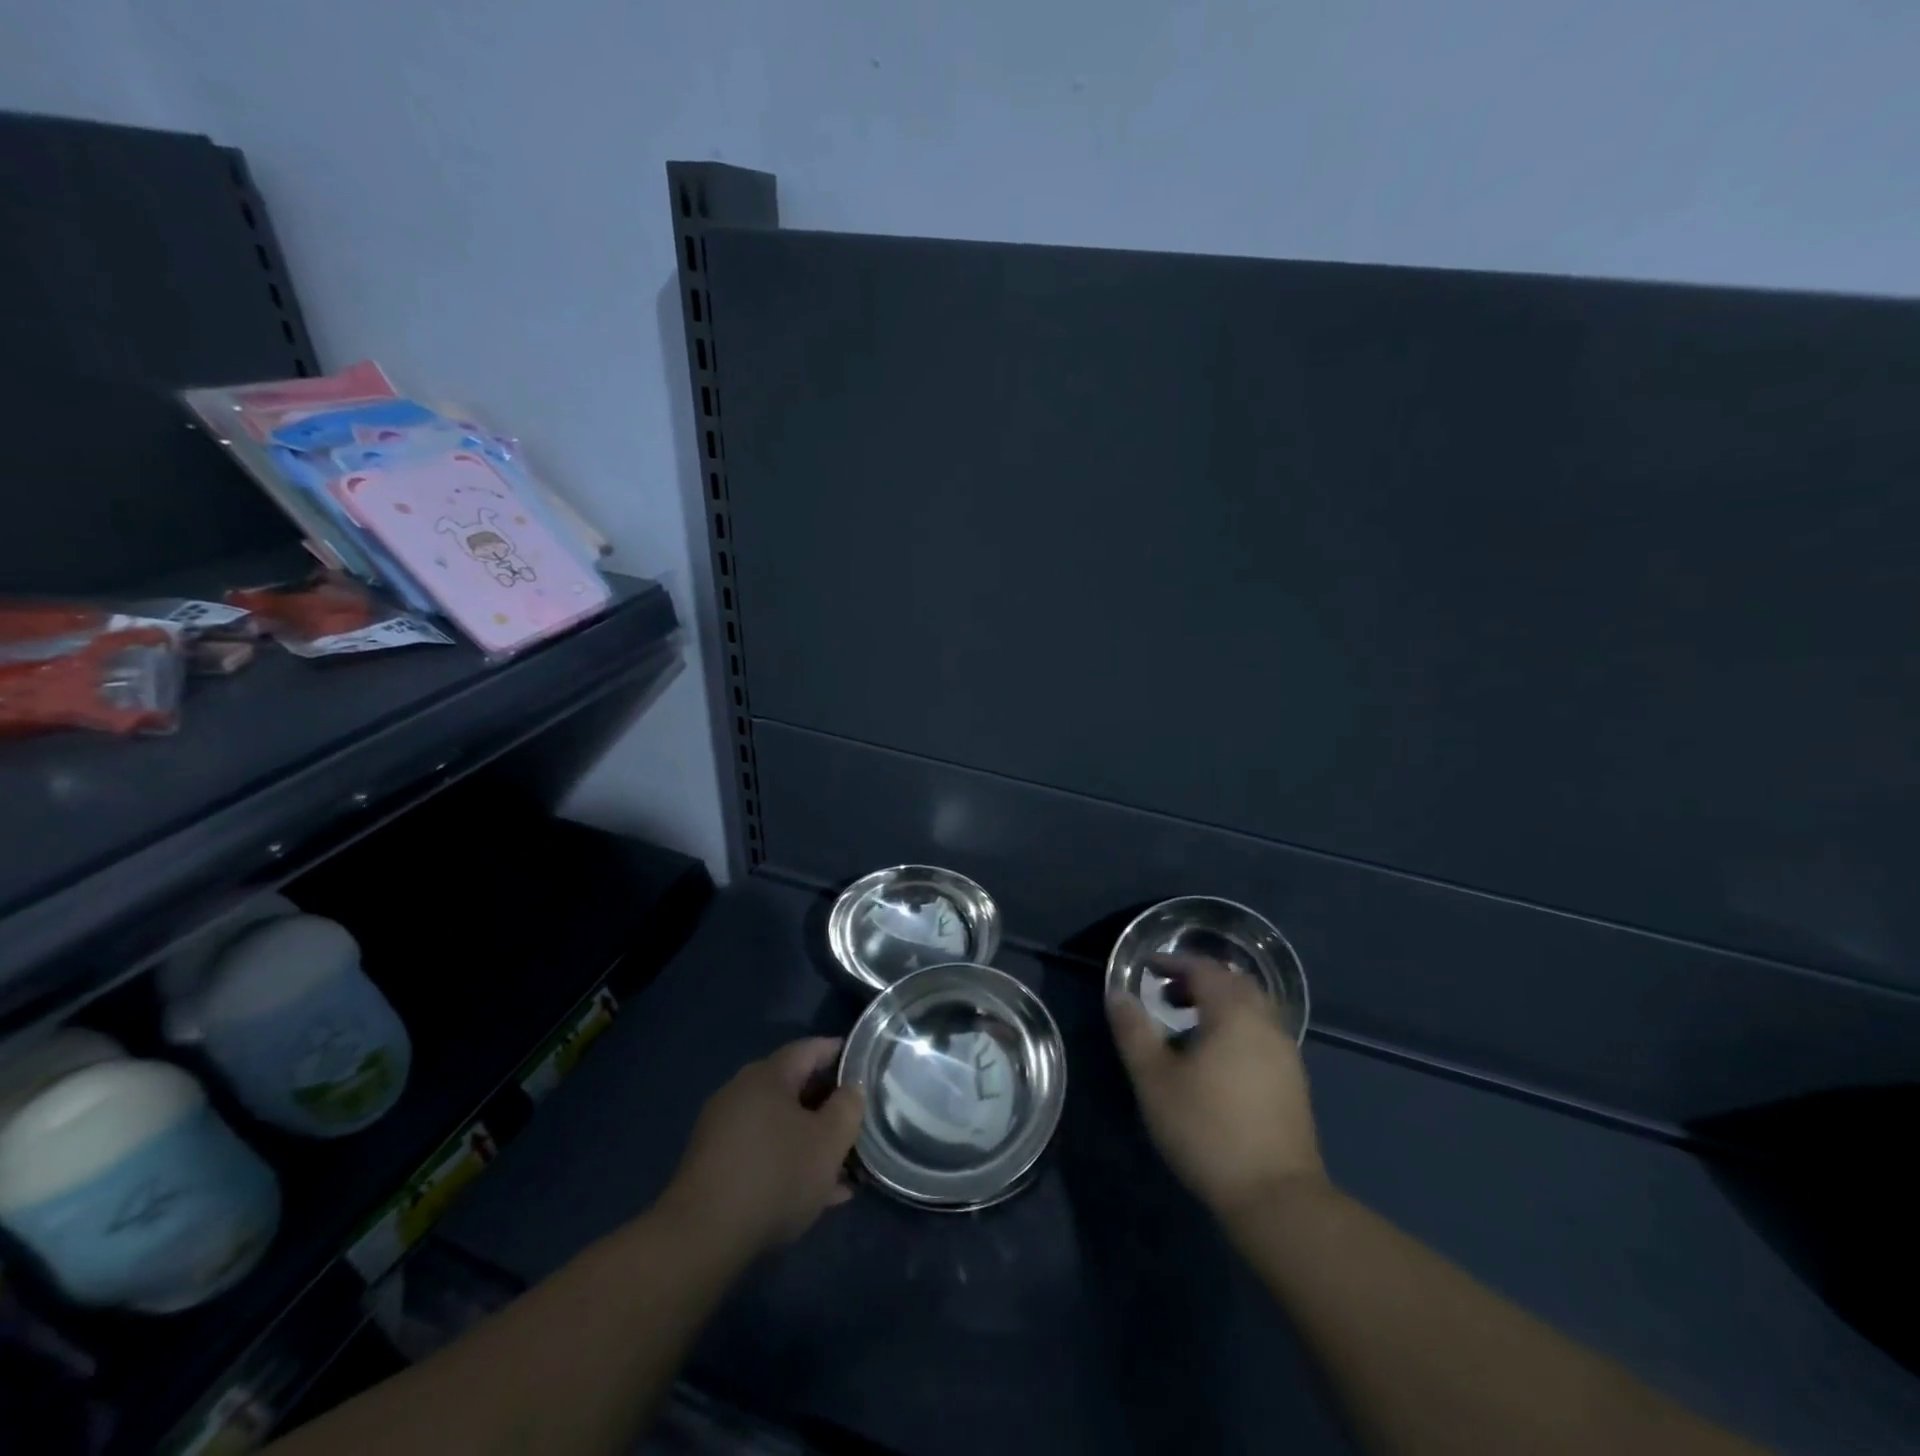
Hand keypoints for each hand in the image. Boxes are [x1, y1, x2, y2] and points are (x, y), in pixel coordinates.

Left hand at [662, 1038, 865, 1255]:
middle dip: (829, 1106)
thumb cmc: (775, 1175)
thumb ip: (848, 1107)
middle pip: (795, 1087)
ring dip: (811, 1141)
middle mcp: (742, 1092)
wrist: (701, 1238)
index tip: (866, 1067)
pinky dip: (789, 1163)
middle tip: (858, 1123)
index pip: (811, 1048)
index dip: (842, 1054)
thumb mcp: (829, 1142)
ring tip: (844, 1168)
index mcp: (768, 1075)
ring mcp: (724, 1129)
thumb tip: (852, 1088)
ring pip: (780, 1125)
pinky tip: (815, 1195)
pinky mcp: (714, 1165)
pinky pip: (763, 1153)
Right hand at [1108, 957, 1325, 1219]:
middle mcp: (1265, 1023)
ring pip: (1251, 1009)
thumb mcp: (1155, 1079)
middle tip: (1166, 994)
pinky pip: (1261, 1034)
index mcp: (1233, 1013)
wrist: (1276, 1197)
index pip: (1204, 969)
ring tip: (1186, 1026)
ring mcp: (1285, 1053)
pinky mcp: (1293, 1082)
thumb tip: (1118, 994)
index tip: (1147, 968)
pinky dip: (1235, 1028)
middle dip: (1198, 980)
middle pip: (1233, 983)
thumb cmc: (1207, 1129)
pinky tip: (1215, 1059)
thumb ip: (1134, 1031)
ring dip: (1219, 1005)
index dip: (1174, 963)